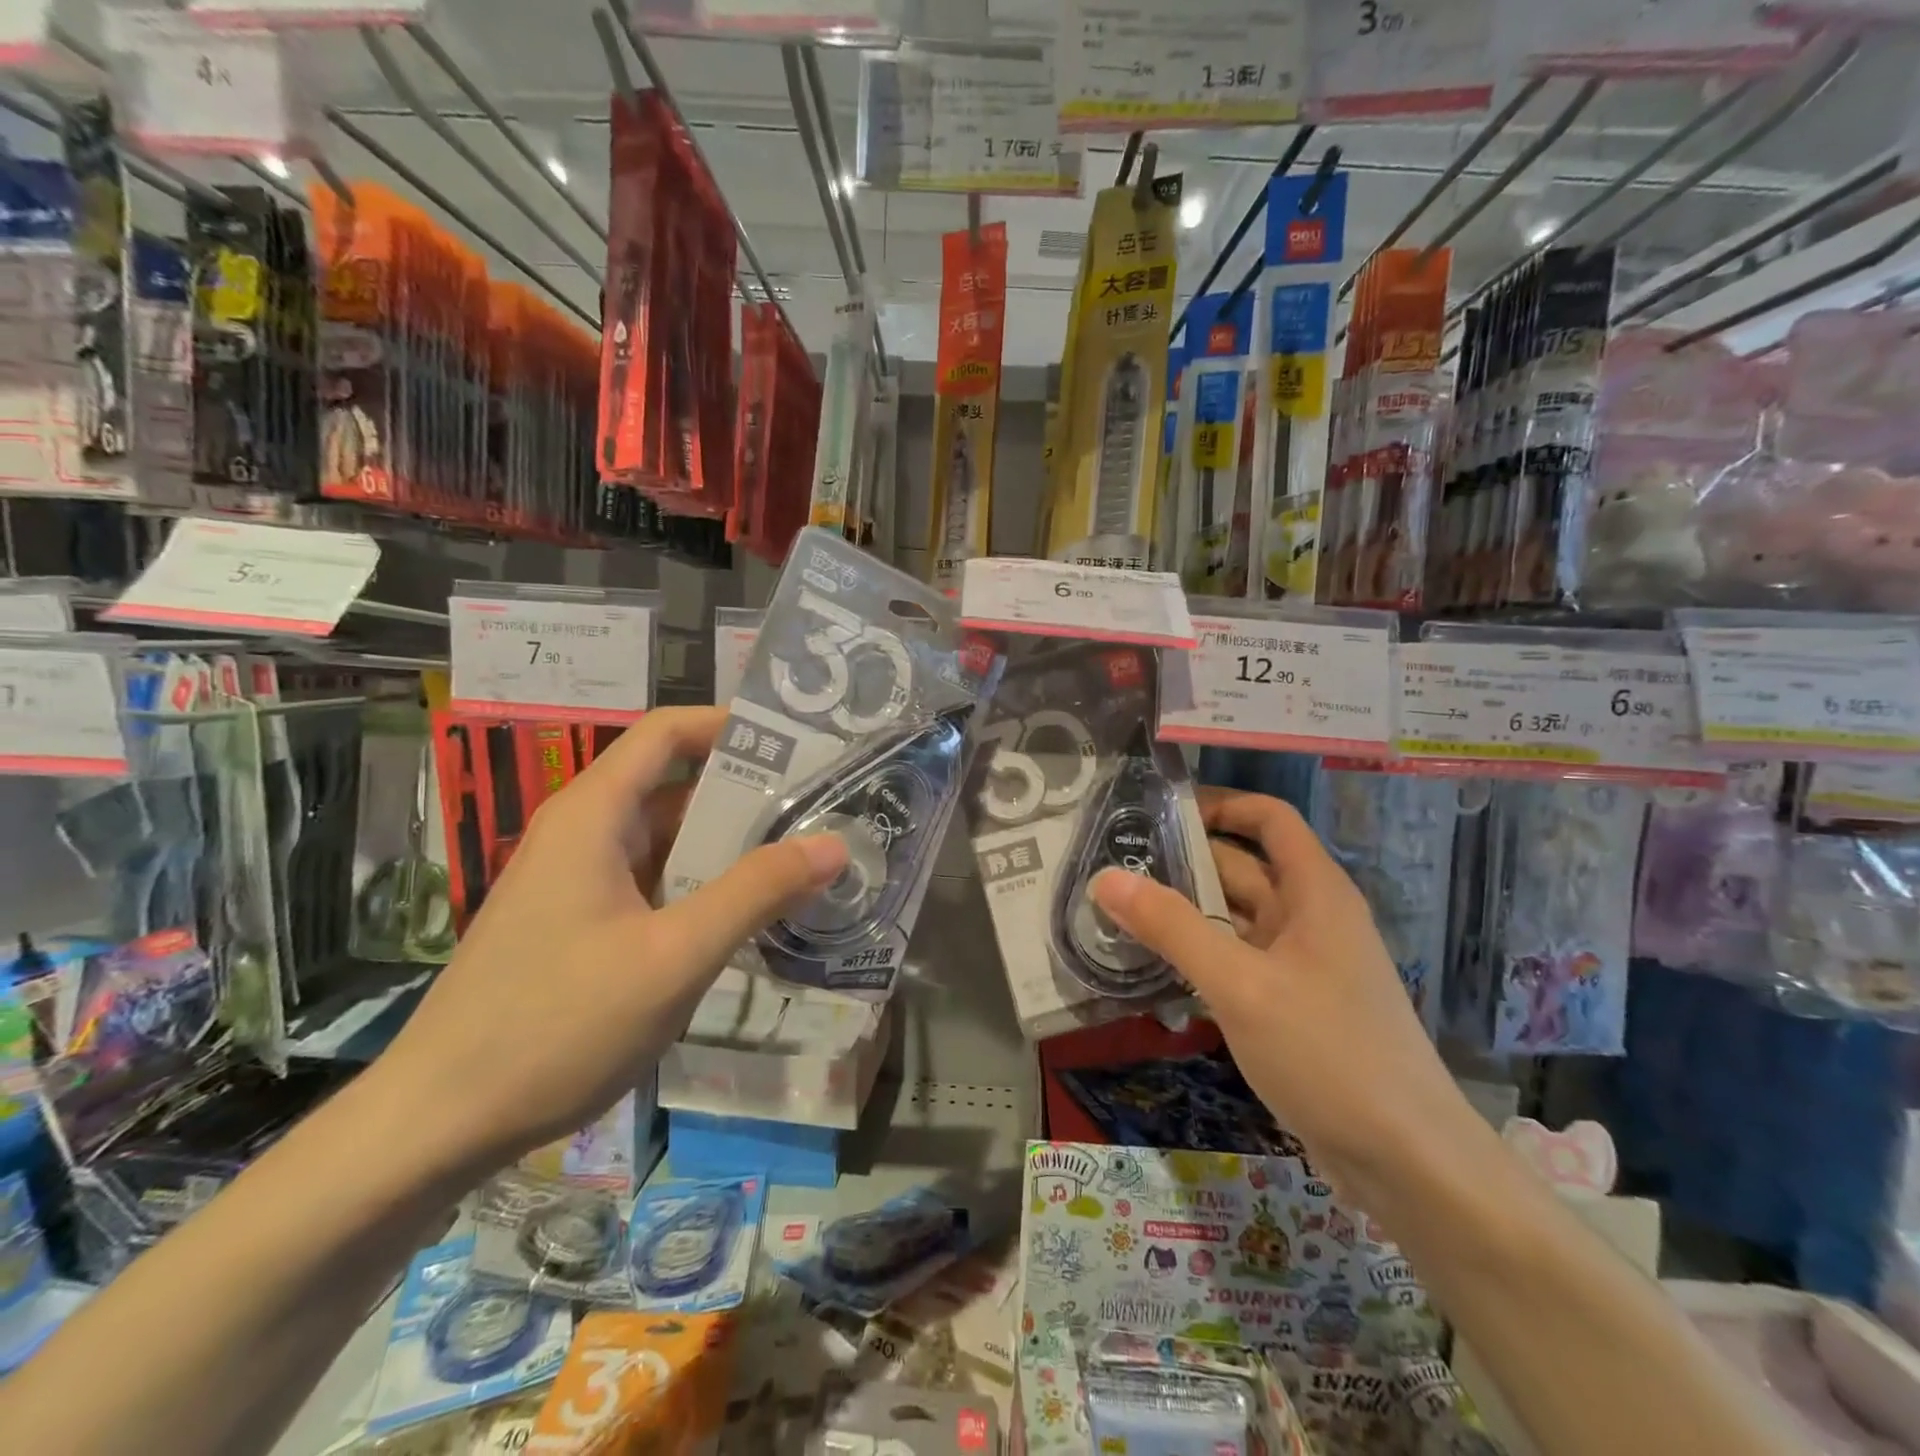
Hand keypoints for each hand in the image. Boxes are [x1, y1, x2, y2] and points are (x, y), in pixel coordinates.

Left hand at [370, 707, 847, 1179]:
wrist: (437, 1124)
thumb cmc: (555, 1025)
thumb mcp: (674, 956)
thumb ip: (756, 892)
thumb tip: (833, 844)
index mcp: (594, 814)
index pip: (668, 733)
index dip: (731, 725)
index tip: (799, 743)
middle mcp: (584, 832)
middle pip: (674, 784)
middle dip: (748, 790)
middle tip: (821, 807)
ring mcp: (578, 880)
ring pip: (667, 838)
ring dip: (729, 843)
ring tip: (801, 856)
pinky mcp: (579, 923)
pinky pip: (653, 881)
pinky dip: (701, 884)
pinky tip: (747, 914)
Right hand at [1092, 788, 1471, 1201]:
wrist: (1409, 1164)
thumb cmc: (1329, 1054)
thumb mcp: (1241, 985)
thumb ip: (1172, 928)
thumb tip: (1106, 877)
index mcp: (1315, 892)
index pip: (1269, 819)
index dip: (1220, 804)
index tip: (1159, 813)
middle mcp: (1311, 918)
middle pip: (1244, 868)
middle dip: (1184, 863)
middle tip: (1116, 866)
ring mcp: (1303, 965)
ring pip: (1236, 919)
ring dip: (1186, 913)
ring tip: (1120, 912)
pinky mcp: (1292, 1006)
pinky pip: (1237, 962)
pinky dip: (1199, 956)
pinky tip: (1155, 968)